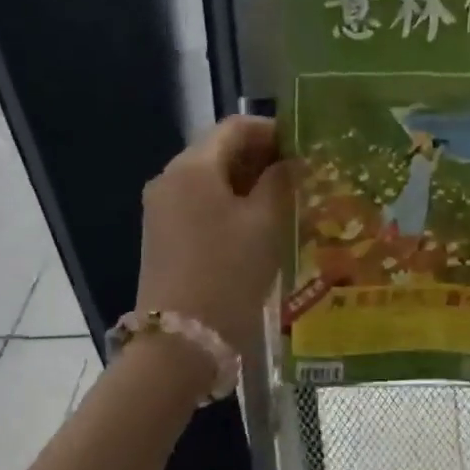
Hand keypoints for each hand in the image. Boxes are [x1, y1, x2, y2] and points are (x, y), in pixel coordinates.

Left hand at [136, 115, 296, 356]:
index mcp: (192, 167)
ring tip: (289, 203)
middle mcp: (169, 179)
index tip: (308, 149)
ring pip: (212, 181)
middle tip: (304, 178)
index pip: (236, 127)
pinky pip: (201, 206)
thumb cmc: (228, 273)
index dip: (275, 132)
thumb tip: (293, 161)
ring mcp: (161, 210)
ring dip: (250, 185)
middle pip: (221, 152)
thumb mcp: (265, 224)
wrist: (179, 342)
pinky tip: (260, 228)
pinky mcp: (163, 237)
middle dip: (264, 159)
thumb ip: (281, 182)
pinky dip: (232, 207)